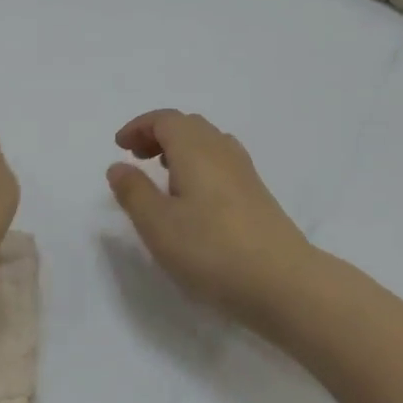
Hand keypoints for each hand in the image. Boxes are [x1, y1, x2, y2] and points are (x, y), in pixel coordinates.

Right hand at [107, 110, 321, 333]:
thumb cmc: (210, 249)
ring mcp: (245, 173)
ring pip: (208, 144)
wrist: (283, 283)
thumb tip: (119, 166)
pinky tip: (193, 199)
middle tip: (138, 158)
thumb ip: (133, 191)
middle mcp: (222, 151)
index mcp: (195, 149)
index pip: (165, 119)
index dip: (139, 127)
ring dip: (180, 150)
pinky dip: (199, 166)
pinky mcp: (257, 196)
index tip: (120, 147)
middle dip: (159, 134)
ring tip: (163, 176)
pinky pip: (222, 164)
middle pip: (189, 126)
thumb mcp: (157, 224)